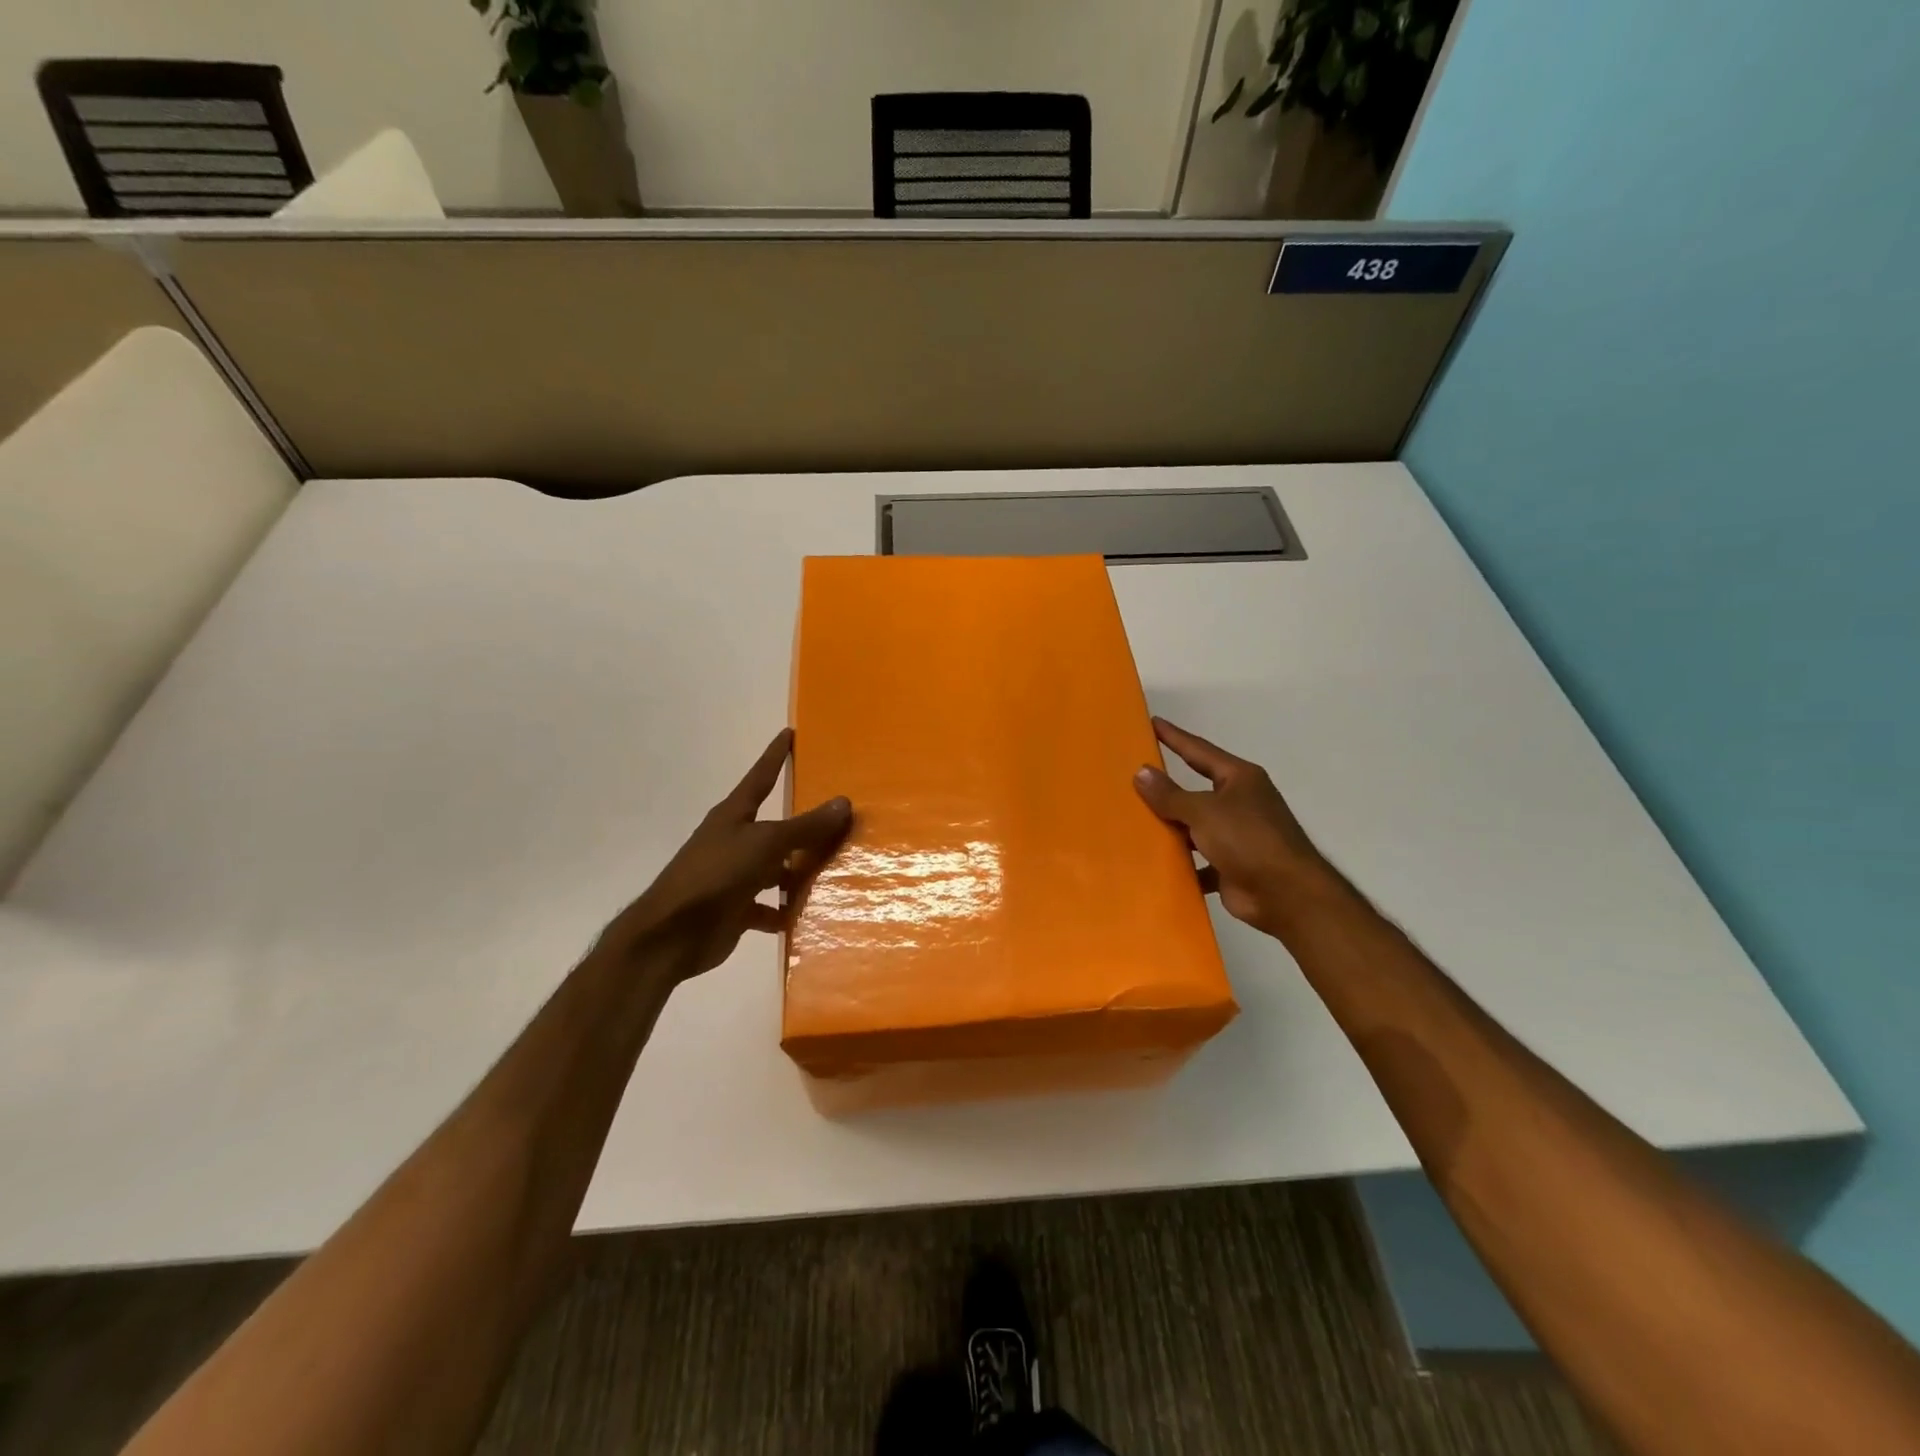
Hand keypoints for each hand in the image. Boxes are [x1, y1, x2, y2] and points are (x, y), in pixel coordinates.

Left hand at [595, 729, 851, 982]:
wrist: (672, 934)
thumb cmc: (716, 875)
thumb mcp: (765, 844)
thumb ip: (805, 827)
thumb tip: (844, 801)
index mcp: (734, 815)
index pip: (761, 776)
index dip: (775, 756)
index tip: (789, 733)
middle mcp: (734, 841)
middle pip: (776, 827)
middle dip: (804, 825)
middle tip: (840, 816)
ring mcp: (734, 876)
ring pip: (776, 868)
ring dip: (799, 872)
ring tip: (836, 871)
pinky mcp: (736, 909)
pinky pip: (768, 907)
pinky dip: (785, 911)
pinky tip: (808, 914)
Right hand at [1134, 717, 1332, 939]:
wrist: (1286, 895)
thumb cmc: (1248, 840)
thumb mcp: (1203, 811)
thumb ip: (1170, 794)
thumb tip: (1141, 772)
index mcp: (1239, 779)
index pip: (1199, 751)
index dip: (1175, 737)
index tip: (1152, 723)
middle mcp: (1240, 802)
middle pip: (1196, 790)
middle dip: (1167, 787)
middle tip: (1133, 775)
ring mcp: (1237, 836)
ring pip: (1195, 826)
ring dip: (1172, 827)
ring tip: (1134, 821)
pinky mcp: (1232, 866)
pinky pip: (1198, 859)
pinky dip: (1181, 862)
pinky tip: (1154, 863)